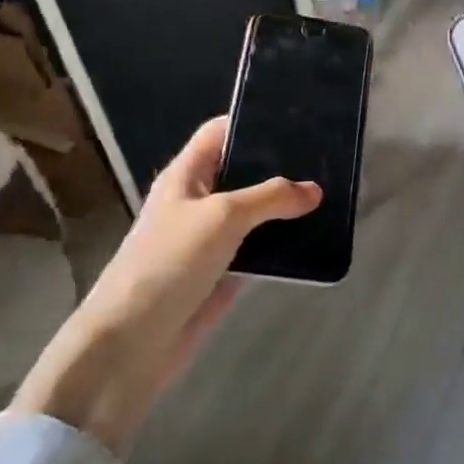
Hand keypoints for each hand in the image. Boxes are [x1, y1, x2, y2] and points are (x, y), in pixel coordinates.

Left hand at [10, 116, 319, 454]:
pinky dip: (284, 244)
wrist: (132, 345)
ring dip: (286, 208)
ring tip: (331, 193)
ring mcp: (210, 241)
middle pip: (242, 172)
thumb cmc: (168, 263)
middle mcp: (198, 202)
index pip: (219, 133)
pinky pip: (260, 250)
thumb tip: (314, 190)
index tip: (296, 118)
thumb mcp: (221, 217)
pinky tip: (317, 236)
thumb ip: (270, 197)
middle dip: (280, 166)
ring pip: (255, 214)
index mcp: (185, 176)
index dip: (251, 121)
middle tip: (327, 157)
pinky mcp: (223, 275)